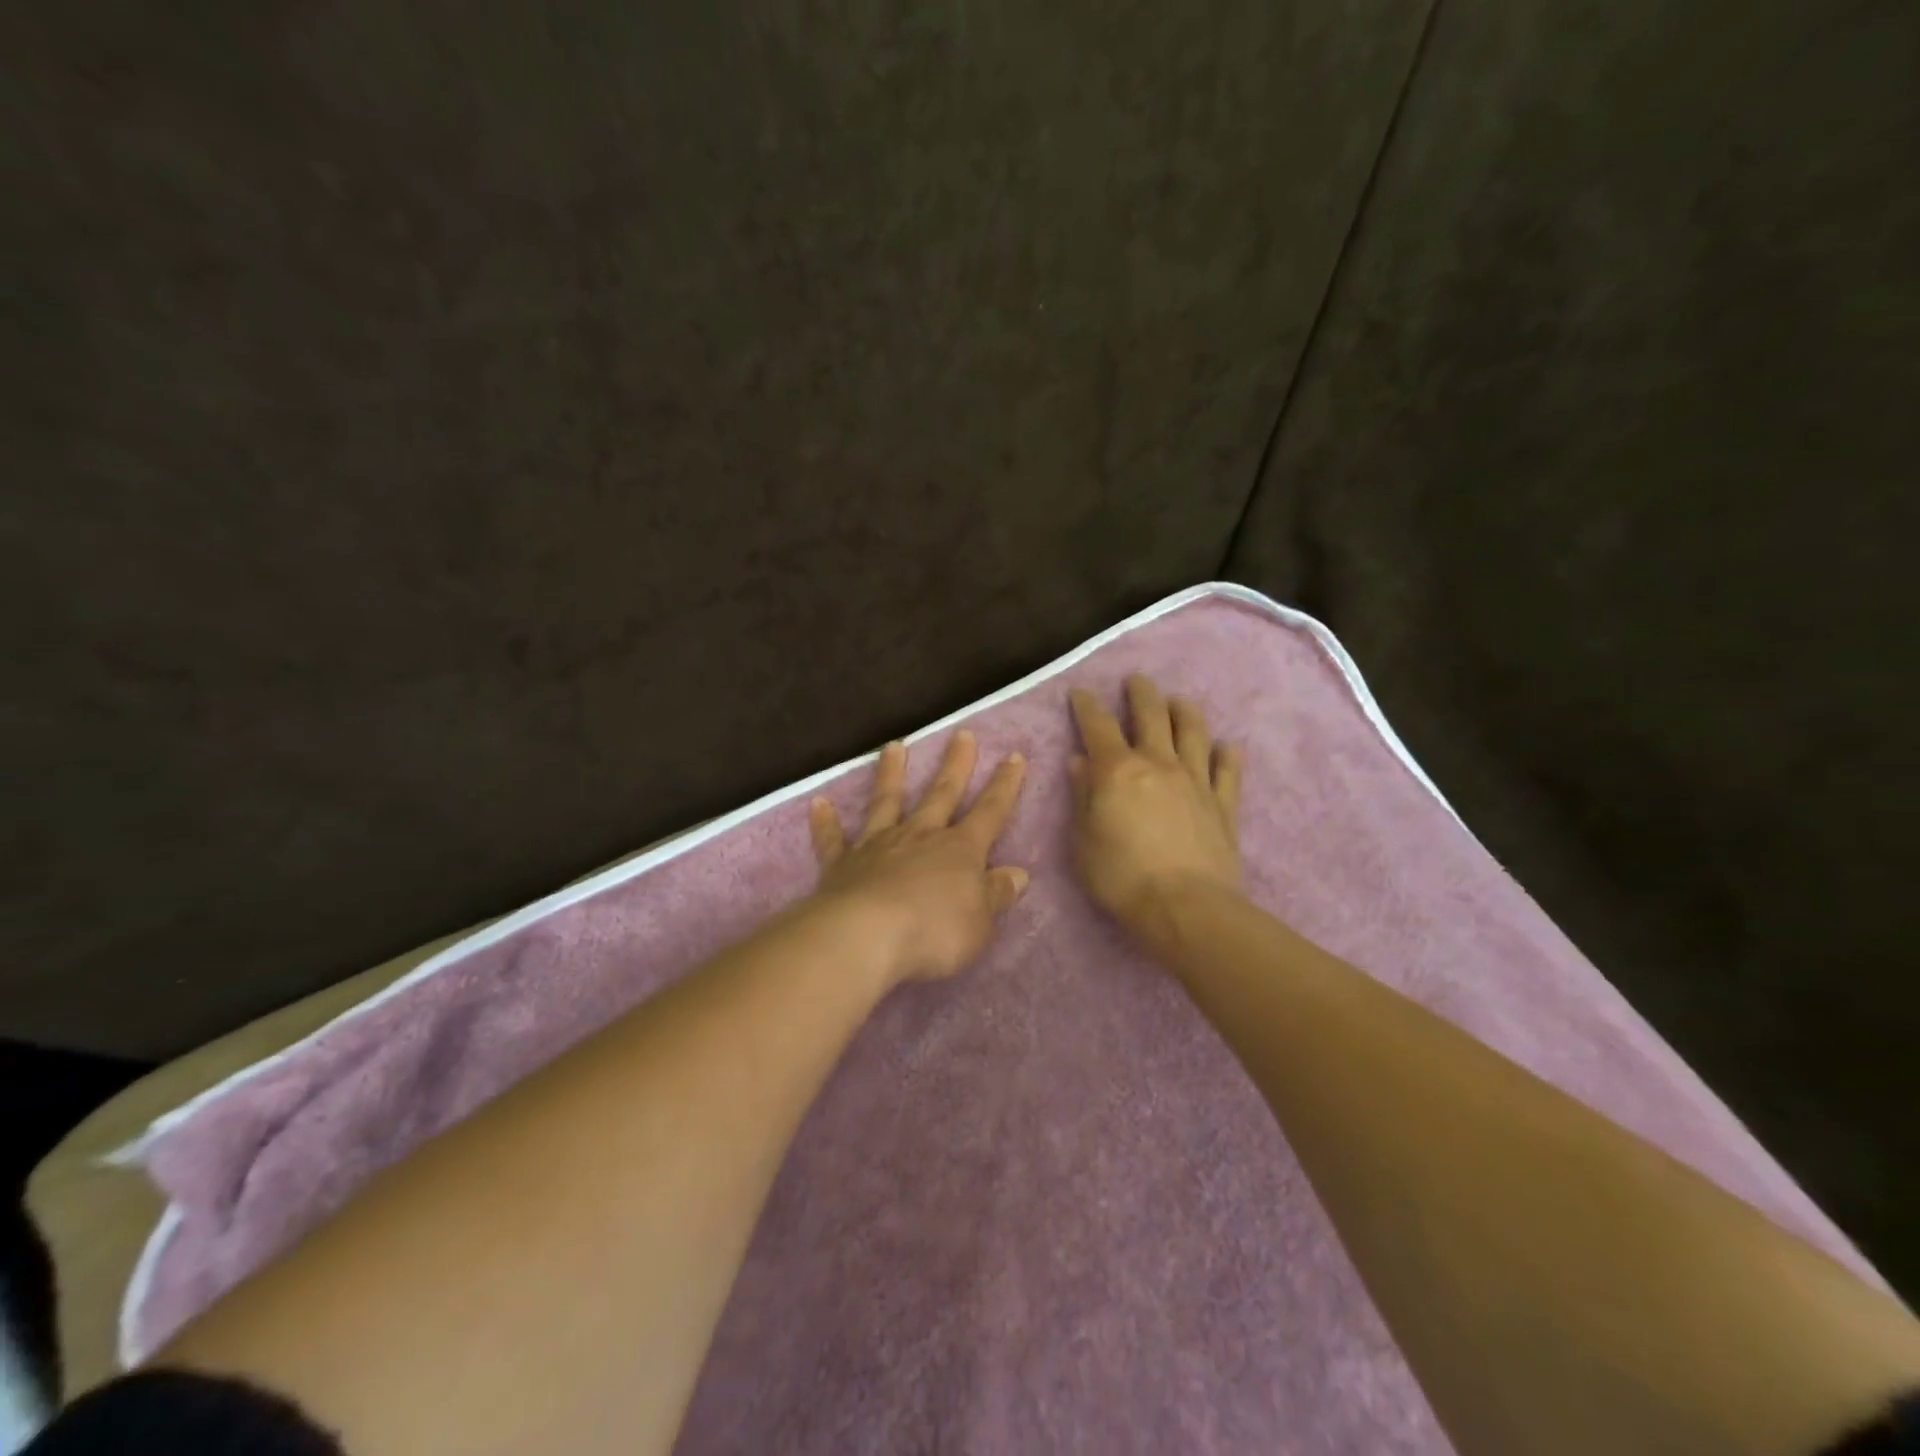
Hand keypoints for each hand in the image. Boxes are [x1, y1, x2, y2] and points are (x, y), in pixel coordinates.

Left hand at [808, 730, 1029, 986]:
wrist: (866, 937)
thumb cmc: (934, 932)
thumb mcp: (981, 922)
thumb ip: (996, 894)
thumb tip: (1017, 874)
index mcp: (960, 850)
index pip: (990, 811)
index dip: (1004, 786)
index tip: (1014, 756)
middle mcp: (920, 836)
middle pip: (941, 793)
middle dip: (955, 764)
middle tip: (961, 734)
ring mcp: (878, 846)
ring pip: (886, 802)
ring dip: (891, 774)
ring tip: (893, 746)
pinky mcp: (842, 864)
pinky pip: (833, 839)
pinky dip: (826, 822)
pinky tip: (818, 804)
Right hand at [1067, 676, 1242, 931]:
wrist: (1184, 908)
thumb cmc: (1121, 877)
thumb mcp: (1082, 840)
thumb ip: (1082, 796)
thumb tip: (1079, 761)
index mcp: (1117, 770)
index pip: (1097, 725)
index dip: (1087, 705)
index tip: (1080, 693)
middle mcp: (1157, 763)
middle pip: (1151, 714)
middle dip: (1141, 692)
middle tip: (1136, 681)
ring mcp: (1195, 780)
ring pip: (1193, 731)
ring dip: (1184, 710)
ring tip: (1179, 701)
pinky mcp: (1223, 803)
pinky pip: (1228, 770)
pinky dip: (1227, 754)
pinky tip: (1226, 746)